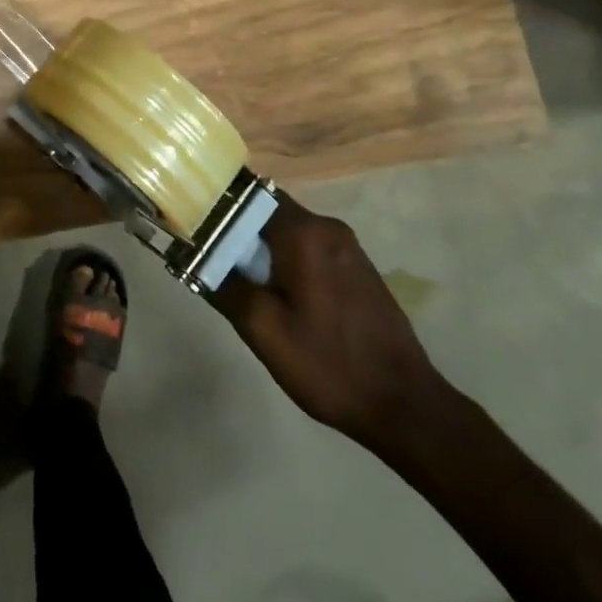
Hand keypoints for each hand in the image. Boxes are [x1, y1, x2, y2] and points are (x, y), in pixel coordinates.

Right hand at [213, 196, 445, 450]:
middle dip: (243, 235)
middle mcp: (329, 228)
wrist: (404, 404)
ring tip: (247, 286)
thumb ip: (226, 287)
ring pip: (293, 233)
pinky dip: (291, 263)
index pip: (251, 197)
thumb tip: (198, 259)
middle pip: (272, 213)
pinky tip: (284, 299)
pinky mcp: (360, 269)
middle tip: (219, 265)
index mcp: (305, 233)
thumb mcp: (264, 331)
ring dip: (267, 251)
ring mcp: (349, 248)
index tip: (200, 229)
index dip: (222, 209)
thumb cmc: (328, 364)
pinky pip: (313, 250)